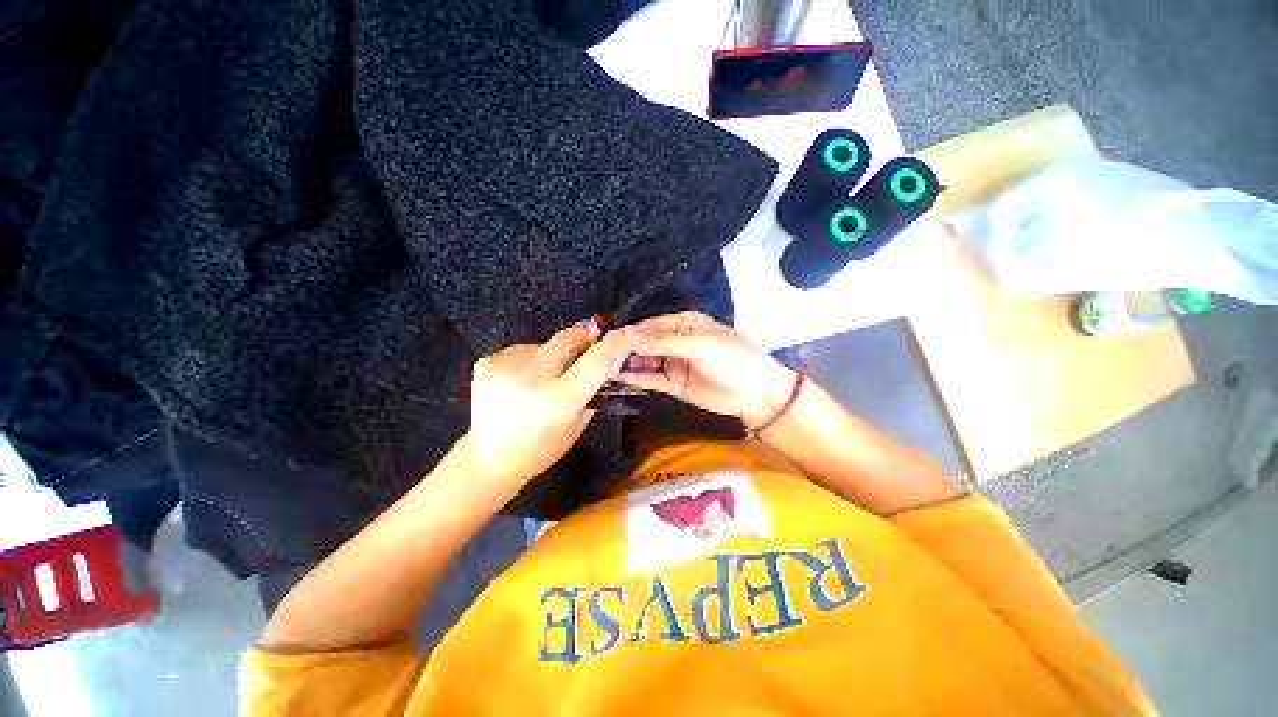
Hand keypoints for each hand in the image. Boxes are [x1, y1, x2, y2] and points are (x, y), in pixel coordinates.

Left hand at [462, 322, 636, 491]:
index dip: (615, 344)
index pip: (595, 362)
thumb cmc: (541, 449)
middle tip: (591, 343)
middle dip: (585, 337)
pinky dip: (532, 360)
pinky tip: (524, 380)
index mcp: (557, 402)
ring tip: (547, 376)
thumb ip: (594, 390)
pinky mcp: (487, 362)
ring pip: (546, 344)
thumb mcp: (578, 425)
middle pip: (569, 339)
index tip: (628, 333)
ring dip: (555, 354)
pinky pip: (524, 349)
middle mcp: (530, 380)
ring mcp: (504, 368)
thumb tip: (609, 360)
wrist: (489, 459)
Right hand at [618, 311, 797, 427]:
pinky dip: (636, 377)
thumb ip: (664, 343)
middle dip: (626, 348)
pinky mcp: (673, 383)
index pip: (652, 324)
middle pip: (646, 343)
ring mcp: (673, 363)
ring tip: (604, 366)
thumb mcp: (700, 345)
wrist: (755, 393)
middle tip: (602, 355)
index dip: (633, 332)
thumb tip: (631, 338)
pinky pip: (651, 378)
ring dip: (627, 363)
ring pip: (645, 361)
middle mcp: (676, 340)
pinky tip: (618, 376)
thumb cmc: (732, 359)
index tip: (610, 338)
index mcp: (685, 323)